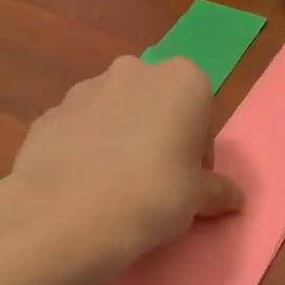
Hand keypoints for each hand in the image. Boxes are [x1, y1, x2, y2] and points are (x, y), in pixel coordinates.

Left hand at [4, 55, 242, 282]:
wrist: (66, 213)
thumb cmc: (152, 195)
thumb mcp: (198, 199)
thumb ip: (218, 191)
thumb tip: (234, 198)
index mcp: (181, 79)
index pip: (201, 110)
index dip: (197, 149)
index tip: (188, 181)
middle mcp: (133, 70)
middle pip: (156, 103)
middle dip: (157, 134)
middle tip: (155, 182)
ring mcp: (86, 87)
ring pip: (115, 112)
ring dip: (120, 138)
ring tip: (114, 185)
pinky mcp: (50, 112)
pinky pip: (79, 129)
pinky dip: (85, 149)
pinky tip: (82, 185)